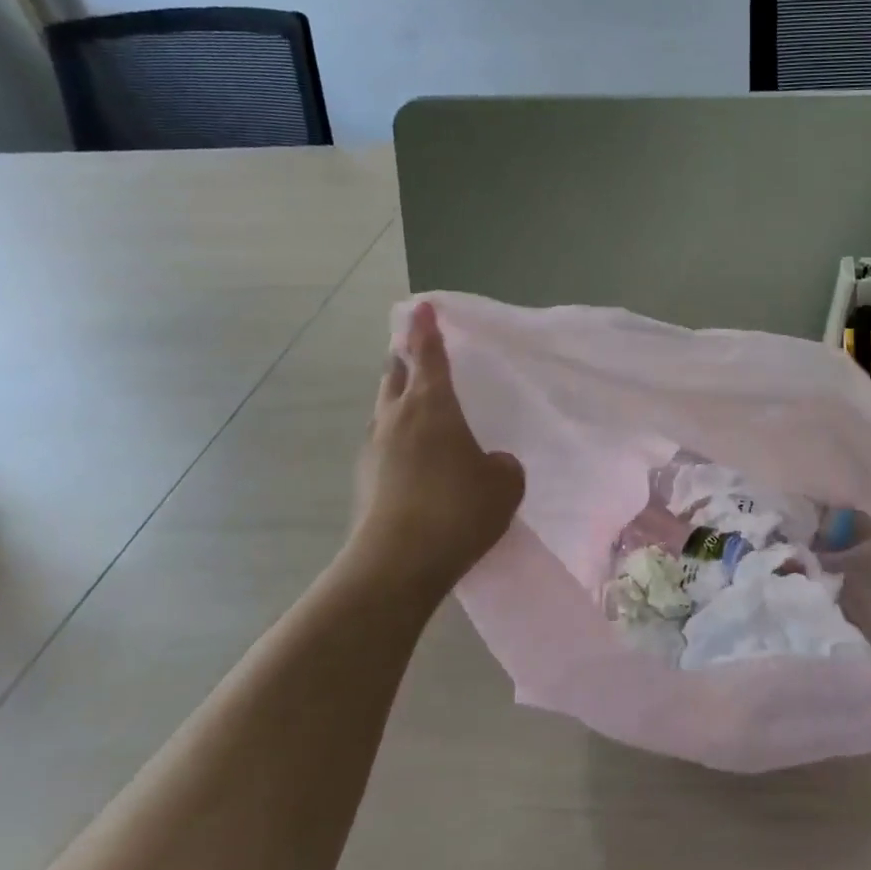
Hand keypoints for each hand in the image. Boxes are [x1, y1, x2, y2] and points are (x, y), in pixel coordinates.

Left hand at [348, 303, 524, 585]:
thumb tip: (489, 463)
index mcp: (432, 406)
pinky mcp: (366, 479)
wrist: (397, 563)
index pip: (429, 355)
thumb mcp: (504, 484)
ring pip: (386, 407)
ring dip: (399, 395)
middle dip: (405, 355)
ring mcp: (375, 448)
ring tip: (419, 399)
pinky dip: (400, 433)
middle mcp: (396, 418)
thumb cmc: (457, 509)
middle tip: (416, 347)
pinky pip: (385, 441)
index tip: (422, 306)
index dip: (427, 329)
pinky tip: (418, 454)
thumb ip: (501, 464)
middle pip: (395, 373)